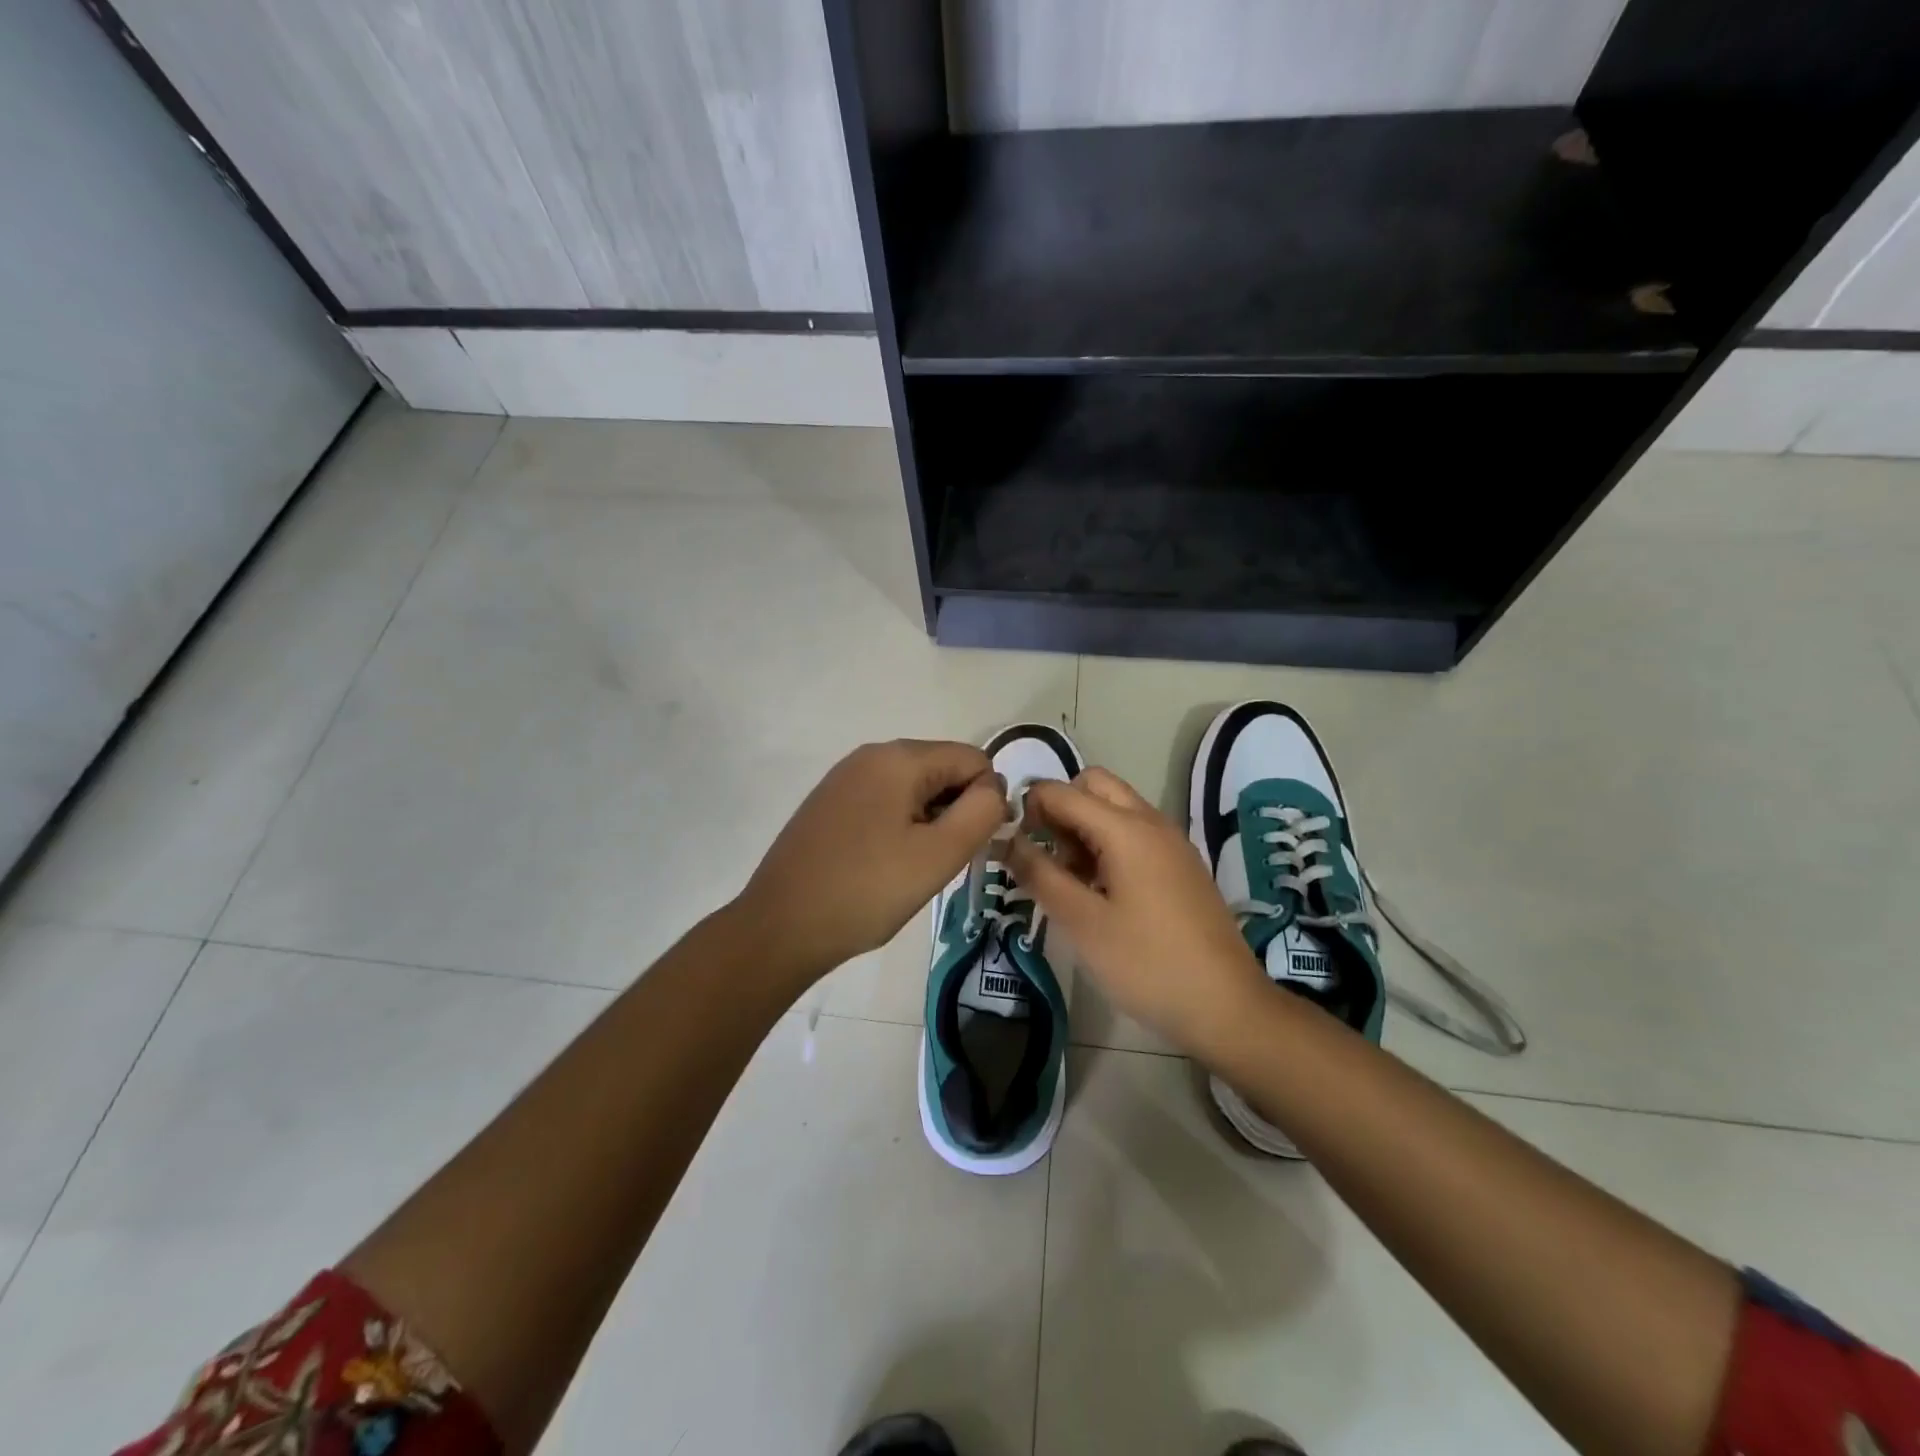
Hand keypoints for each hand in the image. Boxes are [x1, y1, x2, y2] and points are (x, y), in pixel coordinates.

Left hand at [737, 739, 1007, 979]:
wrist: (780, 927)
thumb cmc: (866, 891)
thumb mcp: (938, 855)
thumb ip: (981, 813)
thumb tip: (994, 789)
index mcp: (898, 757)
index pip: (974, 760)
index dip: (985, 802)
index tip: (968, 848)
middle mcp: (870, 755)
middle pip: (943, 770)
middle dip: (954, 812)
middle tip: (937, 862)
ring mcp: (844, 778)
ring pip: (915, 790)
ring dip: (927, 824)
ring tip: (909, 869)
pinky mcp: (829, 803)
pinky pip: (884, 803)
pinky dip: (898, 828)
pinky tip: (883, 866)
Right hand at [1006, 767, 1266, 1056]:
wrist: (1226, 1006)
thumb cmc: (1146, 964)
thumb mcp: (1082, 922)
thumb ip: (1039, 874)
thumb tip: (1006, 840)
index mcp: (1126, 828)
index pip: (1062, 792)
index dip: (1028, 808)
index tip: (1010, 844)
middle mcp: (1151, 822)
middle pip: (1094, 785)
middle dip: (1060, 807)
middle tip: (1044, 854)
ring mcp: (1171, 842)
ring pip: (1116, 807)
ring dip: (1083, 825)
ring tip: (1068, 878)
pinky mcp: (1181, 865)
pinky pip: (1135, 832)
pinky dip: (1108, 842)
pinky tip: (1099, 891)